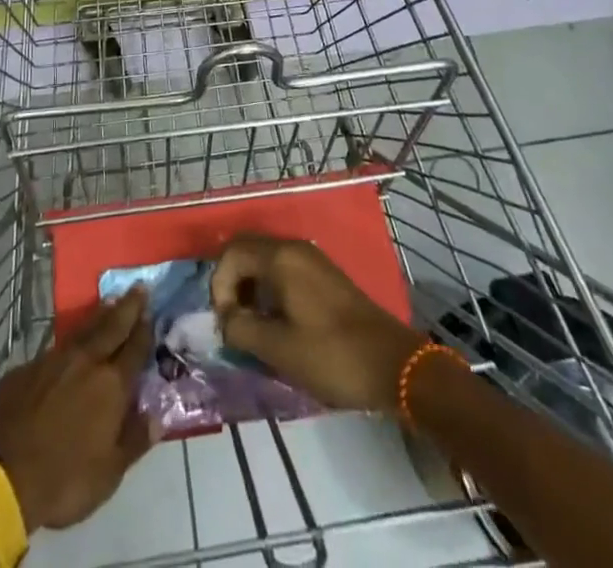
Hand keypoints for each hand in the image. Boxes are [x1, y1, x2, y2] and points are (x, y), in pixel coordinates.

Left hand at [0, 288, 156, 531]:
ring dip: (100, 314)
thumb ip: (135, 441)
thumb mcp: (108, 474)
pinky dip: (72, 337)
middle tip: (138, 287)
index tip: (152, 310)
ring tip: (110, 300)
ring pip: (84, 329)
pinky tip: (72, 341)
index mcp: (111, 386)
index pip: (134, 349)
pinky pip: (57, 346)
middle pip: (112, 327)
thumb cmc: (63, 479)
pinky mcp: (28, 367)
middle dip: (127, 307)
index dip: (145, 329)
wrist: (2, 473)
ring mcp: (55, 360)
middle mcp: (86, 362)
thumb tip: (158, 418)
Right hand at [210, 236, 426, 414]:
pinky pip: (283, 270)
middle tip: (232, 320)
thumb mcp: (279, 348)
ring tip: (251, 325)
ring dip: (250, 287)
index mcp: (281, 257)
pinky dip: (269, 289)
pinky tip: (275, 322)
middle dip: (232, 282)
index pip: (232, 253)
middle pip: (247, 250)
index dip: (219, 285)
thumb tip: (226, 319)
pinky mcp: (323, 275)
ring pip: (265, 260)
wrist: (393, 364)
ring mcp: (312, 259)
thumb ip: (242, 328)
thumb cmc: (332, 355)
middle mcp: (294, 248)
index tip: (226, 323)